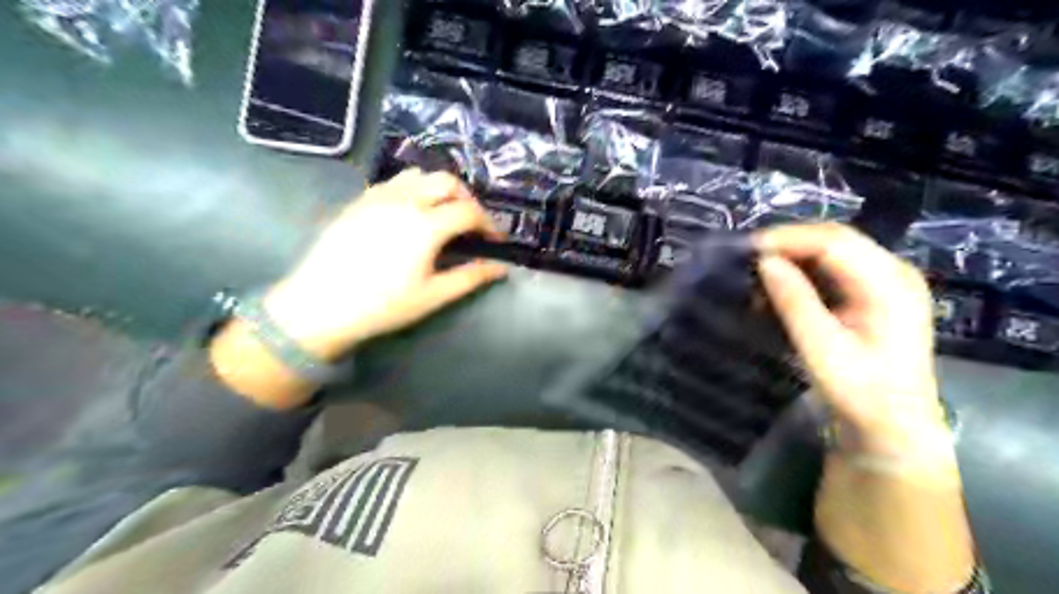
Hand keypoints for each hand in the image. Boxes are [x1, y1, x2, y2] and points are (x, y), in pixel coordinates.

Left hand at [266, 170, 510, 359]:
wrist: (319, 305)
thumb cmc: (382, 305)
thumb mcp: (433, 296)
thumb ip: (470, 278)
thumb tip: (501, 268)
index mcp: (426, 225)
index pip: (470, 212)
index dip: (489, 225)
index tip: (495, 242)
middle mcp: (405, 200)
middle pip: (448, 182)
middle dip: (467, 200)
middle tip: (472, 225)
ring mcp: (379, 196)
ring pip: (420, 175)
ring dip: (440, 189)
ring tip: (443, 214)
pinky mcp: (360, 200)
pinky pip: (395, 182)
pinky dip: (414, 189)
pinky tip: (411, 213)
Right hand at [757, 222, 948, 453]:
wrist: (895, 427)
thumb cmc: (861, 392)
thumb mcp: (822, 348)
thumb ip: (795, 301)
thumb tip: (765, 262)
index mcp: (889, 284)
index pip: (834, 242)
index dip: (788, 239)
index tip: (747, 249)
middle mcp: (893, 272)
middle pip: (835, 240)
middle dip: (788, 244)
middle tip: (748, 258)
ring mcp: (886, 282)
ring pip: (832, 251)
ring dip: (794, 258)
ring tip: (759, 276)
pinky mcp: (874, 294)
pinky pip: (834, 269)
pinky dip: (803, 273)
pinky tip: (780, 289)